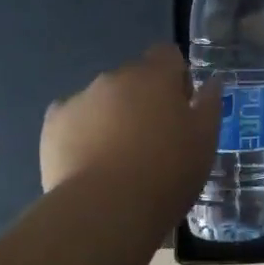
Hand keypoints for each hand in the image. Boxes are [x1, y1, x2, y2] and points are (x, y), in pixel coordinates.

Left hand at [40, 47, 222, 213]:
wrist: (105, 210)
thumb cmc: (167, 172)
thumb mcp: (205, 140)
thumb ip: (209, 105)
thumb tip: (211, 82)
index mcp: (155, 76)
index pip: (167, 54)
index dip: (176, 77)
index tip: (181, 107)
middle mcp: (115, 77)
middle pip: (133, 78)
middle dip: (143, 99)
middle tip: (153, 139)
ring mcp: (80, 99)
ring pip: (102, 99)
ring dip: (113, 116)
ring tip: (118, 158)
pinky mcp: (52, 125)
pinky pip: (73, 120)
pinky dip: (82, 133)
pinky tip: (90, 162)